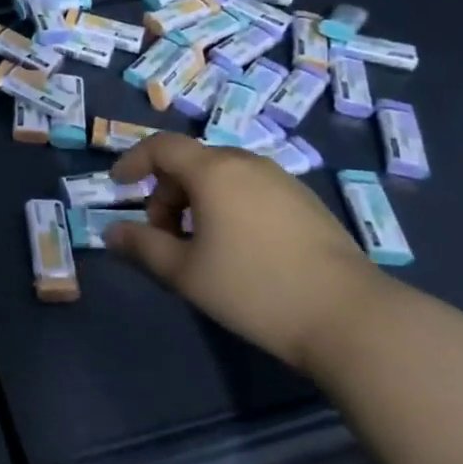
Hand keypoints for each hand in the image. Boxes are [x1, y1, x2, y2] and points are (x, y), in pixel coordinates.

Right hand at [106, 133, 384, 370]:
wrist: (351, 317)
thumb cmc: (255, 288)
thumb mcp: (186, 273)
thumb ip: (143, 247)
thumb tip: (111, 233)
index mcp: (213, 170)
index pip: (162, 146)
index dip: (134, 160)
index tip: (119, 186)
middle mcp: (247, 163)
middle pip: (192, 161)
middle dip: (166, 191)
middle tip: (163, 235)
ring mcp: (282, 180)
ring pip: (223, 176)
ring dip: (198, 200)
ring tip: (200, 246)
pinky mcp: (307, 202)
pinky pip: (251, 189)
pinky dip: (229, 205)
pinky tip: (240, 250)